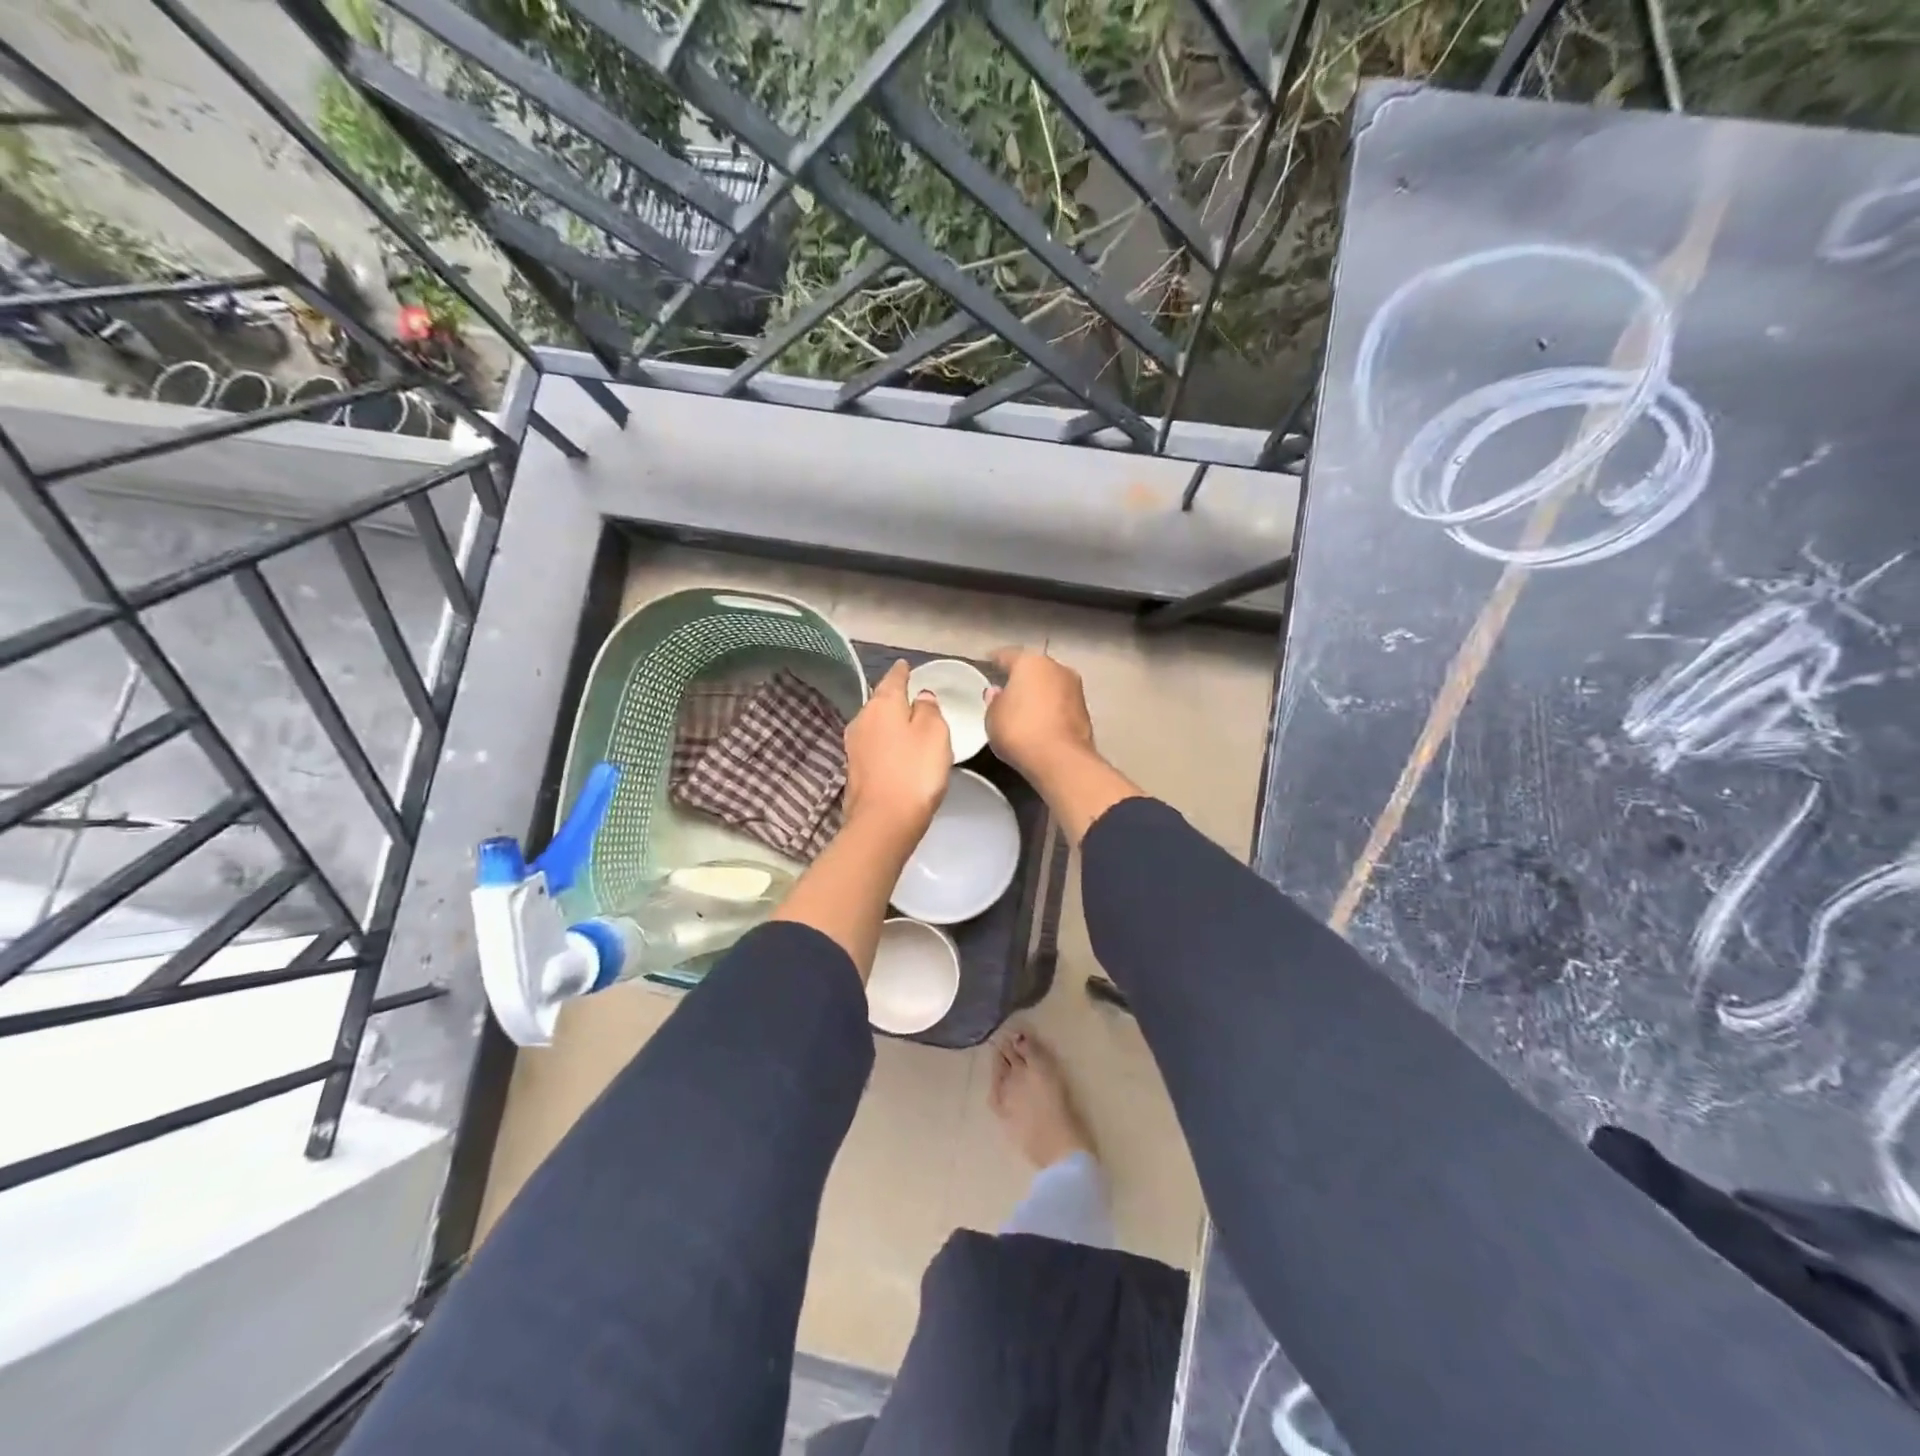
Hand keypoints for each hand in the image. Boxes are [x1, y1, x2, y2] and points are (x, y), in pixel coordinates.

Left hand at [842, 660, 951, 843]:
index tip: (905, 665)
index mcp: (882, 704)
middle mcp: (862, 719)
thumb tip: (921, 697)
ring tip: (906, 723)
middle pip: (880, 701)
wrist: (883, 821)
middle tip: (912, 695)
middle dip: (894, 697)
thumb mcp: (935, 733)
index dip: (902, 671)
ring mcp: (854, 745)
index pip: (893, 678)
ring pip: (875, 723)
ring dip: (889, 722)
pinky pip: (873, 745)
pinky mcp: (854, 769)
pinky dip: (885, 743)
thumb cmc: (914, 771)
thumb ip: (929, 710)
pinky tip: (895, 750)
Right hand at [986, 647, 1096, 781]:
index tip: (987, 665)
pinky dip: (1050, 709)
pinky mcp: (1085, 710)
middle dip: (1021, 677)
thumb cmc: (1019, 730)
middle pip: (1033, 668)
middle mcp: (1057, 667)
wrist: (1061, 760)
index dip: (995, 660)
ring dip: (1038, 693)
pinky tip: (1039, 721)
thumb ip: (994, 701)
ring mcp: (1075, 688)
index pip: (1007, 655)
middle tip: (1005, 689)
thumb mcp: (993, 717)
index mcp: (1030, 662)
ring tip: (1022, 708)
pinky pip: (1060, 703)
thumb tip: (998, 692)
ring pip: (1050, 685)